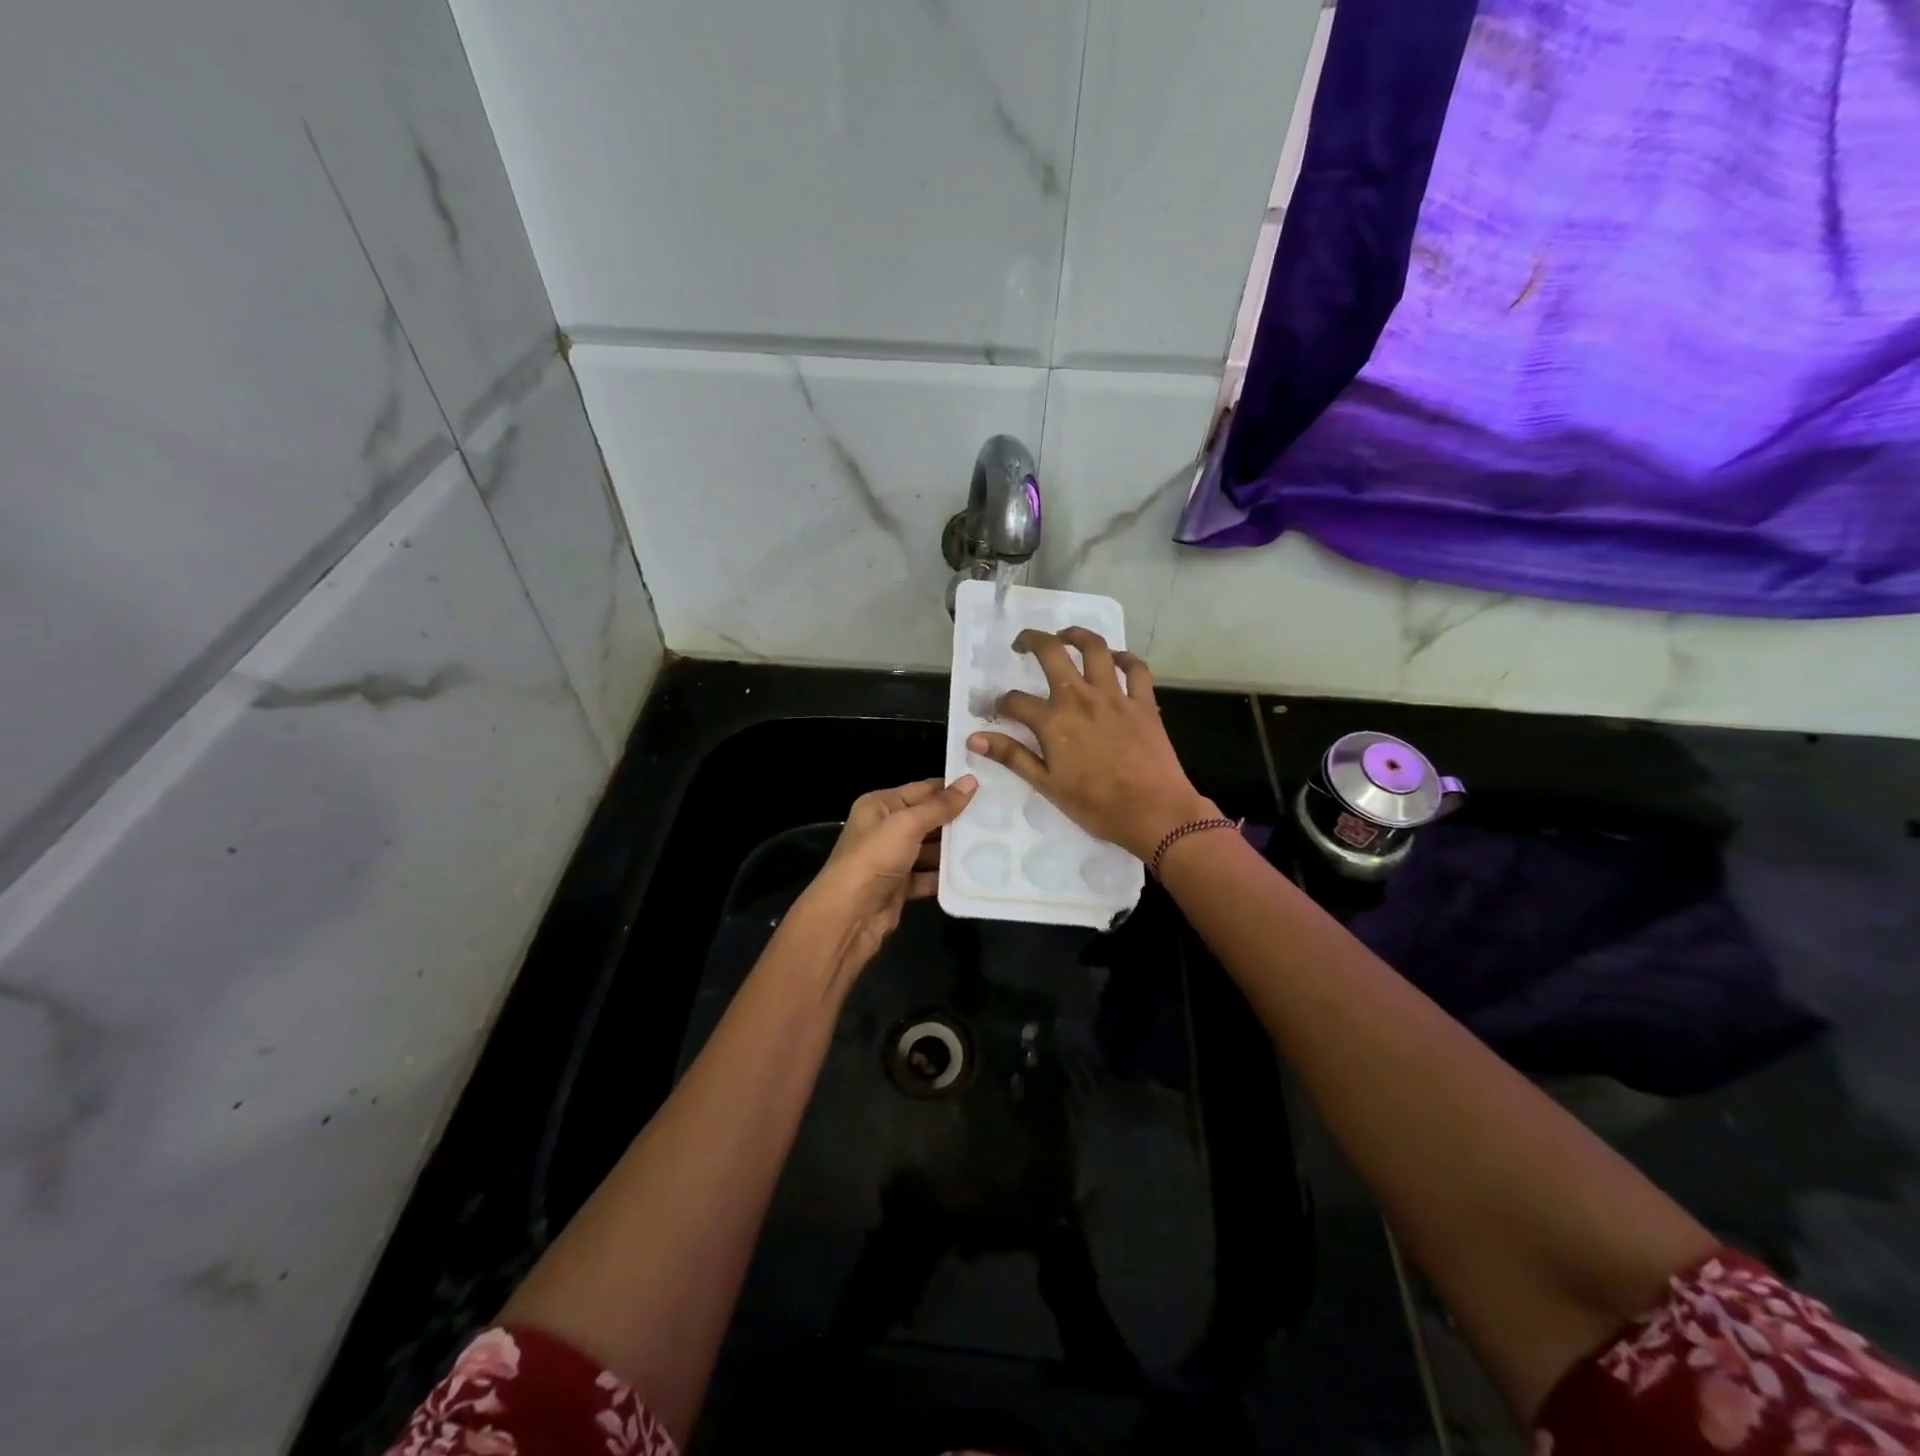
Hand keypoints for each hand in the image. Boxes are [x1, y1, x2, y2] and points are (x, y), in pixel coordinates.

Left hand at [793, 775, 977, 984]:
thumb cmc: (874, 859)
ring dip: (955, 849)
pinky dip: (946, 876)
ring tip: (994, 843)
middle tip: (997, 816)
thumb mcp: (907, 825)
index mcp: (880, 806)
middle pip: (928, 819)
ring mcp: (893, 859)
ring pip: (931, 849)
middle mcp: (885, 829)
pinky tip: (975, 872)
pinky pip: (929, 876)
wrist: (849, 916)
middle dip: (957, 820)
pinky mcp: (901, 886)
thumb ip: (940, 806)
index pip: (922, 789)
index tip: (987, 787)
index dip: (951, 788)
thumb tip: (972, 781)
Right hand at [967, 629, 1214, 860]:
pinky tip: (1116, 659)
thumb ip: (1012, 756)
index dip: (1000, 704)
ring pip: (1095, 648)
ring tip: (1065, 636)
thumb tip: (974, 738)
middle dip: (1032, 640)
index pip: (1015, 701)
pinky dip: (1125, 658)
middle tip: (1022, 644)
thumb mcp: (1047, 785)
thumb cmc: (1096, 806)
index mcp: (1053, 721)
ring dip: (1077, 635)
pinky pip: (1136, 669)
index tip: (998, 710)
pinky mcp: (1143, 702)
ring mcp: (1115, 696)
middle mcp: (1080, 698)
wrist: (1154, 813)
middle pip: (1052, 652)